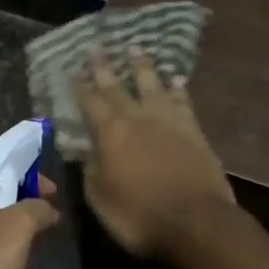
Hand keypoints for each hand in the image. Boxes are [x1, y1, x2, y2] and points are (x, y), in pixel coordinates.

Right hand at [78, 49, 233, 258]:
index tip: (71, 69)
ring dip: (142, 66)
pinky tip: (175, 79)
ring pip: (153, 85)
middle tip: (96, 46)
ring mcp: (170, 121)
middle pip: (118, 87)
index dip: (79, 86)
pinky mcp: (195, 131)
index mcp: (110, 133)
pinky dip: (177, 87)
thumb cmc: (139, 216)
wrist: (197, 222)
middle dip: (104, 67)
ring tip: (135, 48)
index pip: (90, 102)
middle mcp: (139, 118)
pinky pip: (183, 100)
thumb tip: (87, 151)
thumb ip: (91, 170)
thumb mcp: (100, 199)